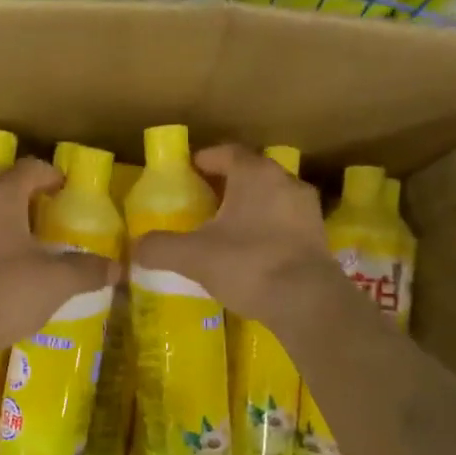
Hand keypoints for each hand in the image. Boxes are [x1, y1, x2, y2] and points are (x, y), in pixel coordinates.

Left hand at [0, 157, 117, 355]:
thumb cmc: (10, 290)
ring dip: (14, 226)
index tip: (67, 189)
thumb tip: (117, 268)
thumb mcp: (59, 280)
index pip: (28, 169)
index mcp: (1, 199)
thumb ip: (89, 269)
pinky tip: (15, 272)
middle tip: (56, 216)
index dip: (50, 175)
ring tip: (38, 246)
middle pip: (6, 190)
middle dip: (32, 200)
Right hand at [131, 144, 338, 326]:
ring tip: (227, 227)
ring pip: (272, 197)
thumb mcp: (193, 256)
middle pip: (252, 173)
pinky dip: (268, 228)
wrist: (306, 301)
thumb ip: (160, 247)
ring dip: (251, 206)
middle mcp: (285, 182)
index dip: (206, 159)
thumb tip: (136, 247)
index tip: (189, 170)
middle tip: (204, 200)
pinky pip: (286, 222)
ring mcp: (307, 210)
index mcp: (255, 174)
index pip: (228, 153)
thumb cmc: (247, 263)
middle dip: (228, 183)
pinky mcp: (318, 237)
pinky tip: (252, 251)